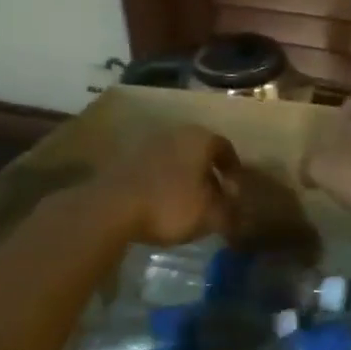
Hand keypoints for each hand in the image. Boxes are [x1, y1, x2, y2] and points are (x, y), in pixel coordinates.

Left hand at [90, 125, 237, 244]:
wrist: (111, 208)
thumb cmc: (170, 205)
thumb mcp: (210, 216)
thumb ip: (229, 213)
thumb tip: (239, 214)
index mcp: (200, 139)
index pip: (225, 148)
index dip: (234, 170)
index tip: (235, 190)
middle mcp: (175, 133)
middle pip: (199, 151)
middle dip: (209, 173)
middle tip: (215, 197)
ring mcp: (147, 144)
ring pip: (176, 159)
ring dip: (185, 177)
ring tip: (188, 203)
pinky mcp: (125, 160)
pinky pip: (155, 168)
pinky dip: (164, 182)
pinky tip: (163, 203)